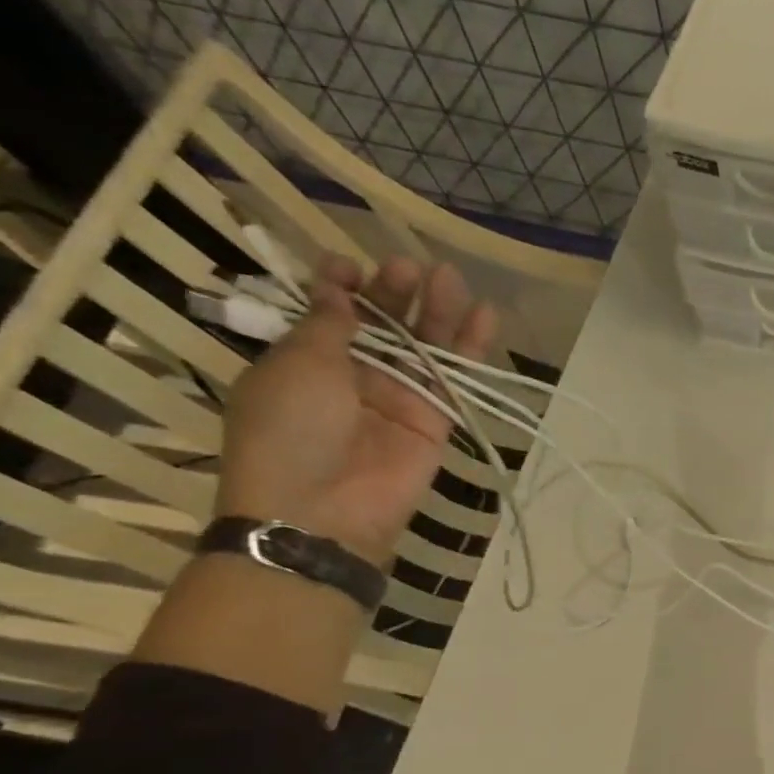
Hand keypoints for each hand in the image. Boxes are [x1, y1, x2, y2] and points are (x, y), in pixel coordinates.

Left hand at [215, 255, 496, 565]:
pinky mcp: (436, 420)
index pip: (329, 313)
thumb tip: (339, 289)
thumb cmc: (290, 430)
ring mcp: (398, 398)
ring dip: (436, 312)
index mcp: (305, 360)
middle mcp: (354, 375)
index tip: (350, 264)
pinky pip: (455, 378)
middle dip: (394, 293)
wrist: (323, 509)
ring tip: (450, 278)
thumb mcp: (296, 366)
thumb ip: (327, 325)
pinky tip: (484, 314)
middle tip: (410, 267)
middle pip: (381, 324)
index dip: (341, 286)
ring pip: (423, 346)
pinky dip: (471, 348)